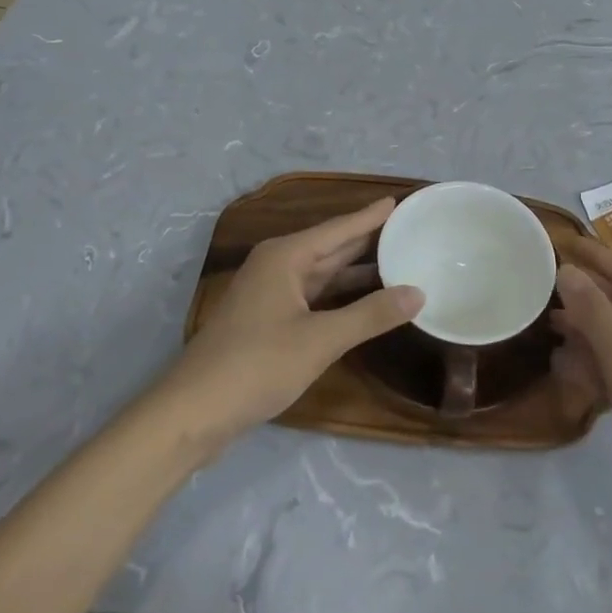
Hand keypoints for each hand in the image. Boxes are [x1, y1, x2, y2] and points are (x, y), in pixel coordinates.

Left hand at [162, 199, 422, 448]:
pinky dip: (340, 295)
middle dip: (367, 239)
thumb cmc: (257, 365)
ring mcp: (269, 294)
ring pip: (322, 273)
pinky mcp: (267, 320)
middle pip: (330, 246)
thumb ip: (371, 315)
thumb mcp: (321, 340)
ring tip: (396, 259)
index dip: (371, 216)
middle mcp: (277, 266)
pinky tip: (364, 300)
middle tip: (406, 228)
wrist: (192, 413)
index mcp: (286, 256)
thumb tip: (418, 293)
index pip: (339, 228)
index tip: (399, 200)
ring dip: (356, 269)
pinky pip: (313, 295)